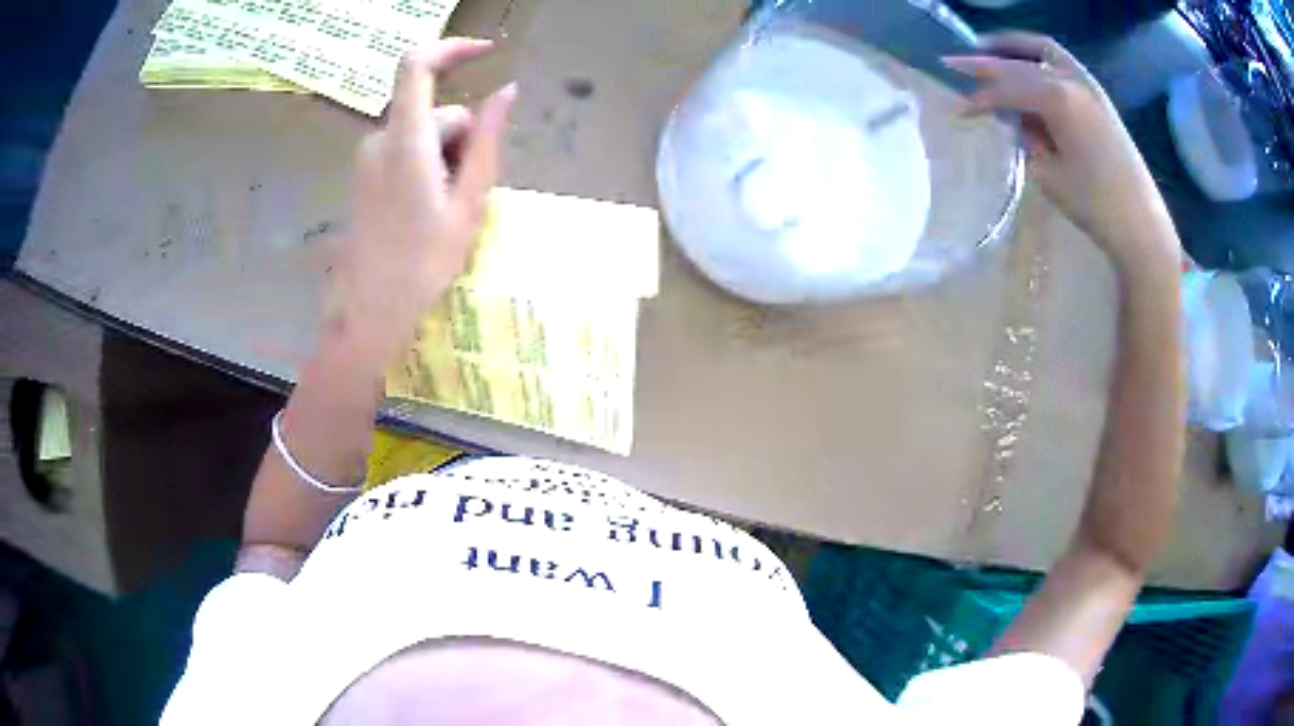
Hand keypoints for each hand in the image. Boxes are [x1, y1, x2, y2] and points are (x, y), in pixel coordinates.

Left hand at [330, 39, 515, 363]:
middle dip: (462, 138)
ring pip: (423, 134)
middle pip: (435, 112)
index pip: (417, 66)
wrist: (370, 310)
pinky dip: (427, 166)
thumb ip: (487, 141)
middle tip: (470, 192)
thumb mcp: (468, 203)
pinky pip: (405, 150)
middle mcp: (380, 139)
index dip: (452, 47)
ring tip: (449, 210)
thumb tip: (507, 91)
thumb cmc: (423, 263)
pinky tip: (428, 209)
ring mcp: (368, 158)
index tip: (487, 51)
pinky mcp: (365, 174)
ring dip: (446, 157)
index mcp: (406, 141)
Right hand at [943, 33, 1176, 273]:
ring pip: (1042, 51)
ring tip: (989, 53)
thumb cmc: (1094, 204)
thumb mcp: (1048, 173)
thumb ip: (1026, 137)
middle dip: (987, 62)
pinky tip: (1026, 69)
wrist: (1141, 224)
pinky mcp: (1099, 96)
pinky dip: (1037, 59)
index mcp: (1057, 98)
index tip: (956, 108)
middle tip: (956, 63)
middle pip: (1020, 62)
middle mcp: (1072, 79)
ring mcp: (1089, 84)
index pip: (1006, 88)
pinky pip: (1061, 63)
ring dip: (1014, 49)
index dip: (979, 97)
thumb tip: (1014, 118)